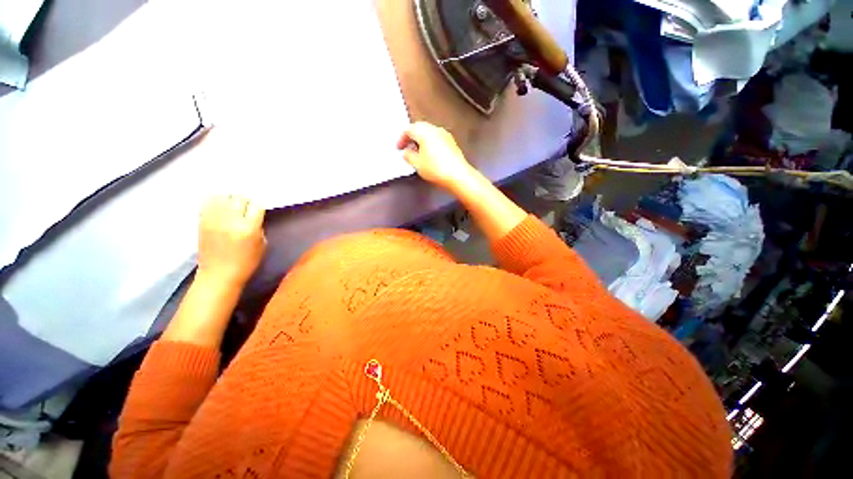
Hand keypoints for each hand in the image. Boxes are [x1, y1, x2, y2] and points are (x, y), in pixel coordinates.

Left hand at [197, 195, 265, 286]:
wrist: (218, 276)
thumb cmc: (245, 263)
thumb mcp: (262, 245)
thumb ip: (258, 227)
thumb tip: (252, 216)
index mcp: (249, 228)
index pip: (256, 205)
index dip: (257, 206)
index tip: (257, 210)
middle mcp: (231, 221)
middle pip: (239, 198)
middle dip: (244, 200)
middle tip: (245, 206)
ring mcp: (214, 220)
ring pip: (222, 196)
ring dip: (229, 198)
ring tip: (231, 204)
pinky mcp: (201, 222)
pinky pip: (207, 202)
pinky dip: (214, 200)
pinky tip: (219, 205)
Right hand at [396, 122, 474, 190]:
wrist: (458, 176)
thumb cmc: (436, 169)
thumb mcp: (417, 164)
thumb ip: (408, 156)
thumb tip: (407, 152)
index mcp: (424, 131)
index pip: (408, 129)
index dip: (401, 139)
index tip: (399, 147)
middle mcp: (435, 129)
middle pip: (420, 129)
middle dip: (411, 138)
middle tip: (406, 148)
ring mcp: (445, 135)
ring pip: (429, 134)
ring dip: (421, 142)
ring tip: (417, 154)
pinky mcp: (452, 143)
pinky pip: (437, 140)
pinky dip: (430, 145)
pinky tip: (429, 157)